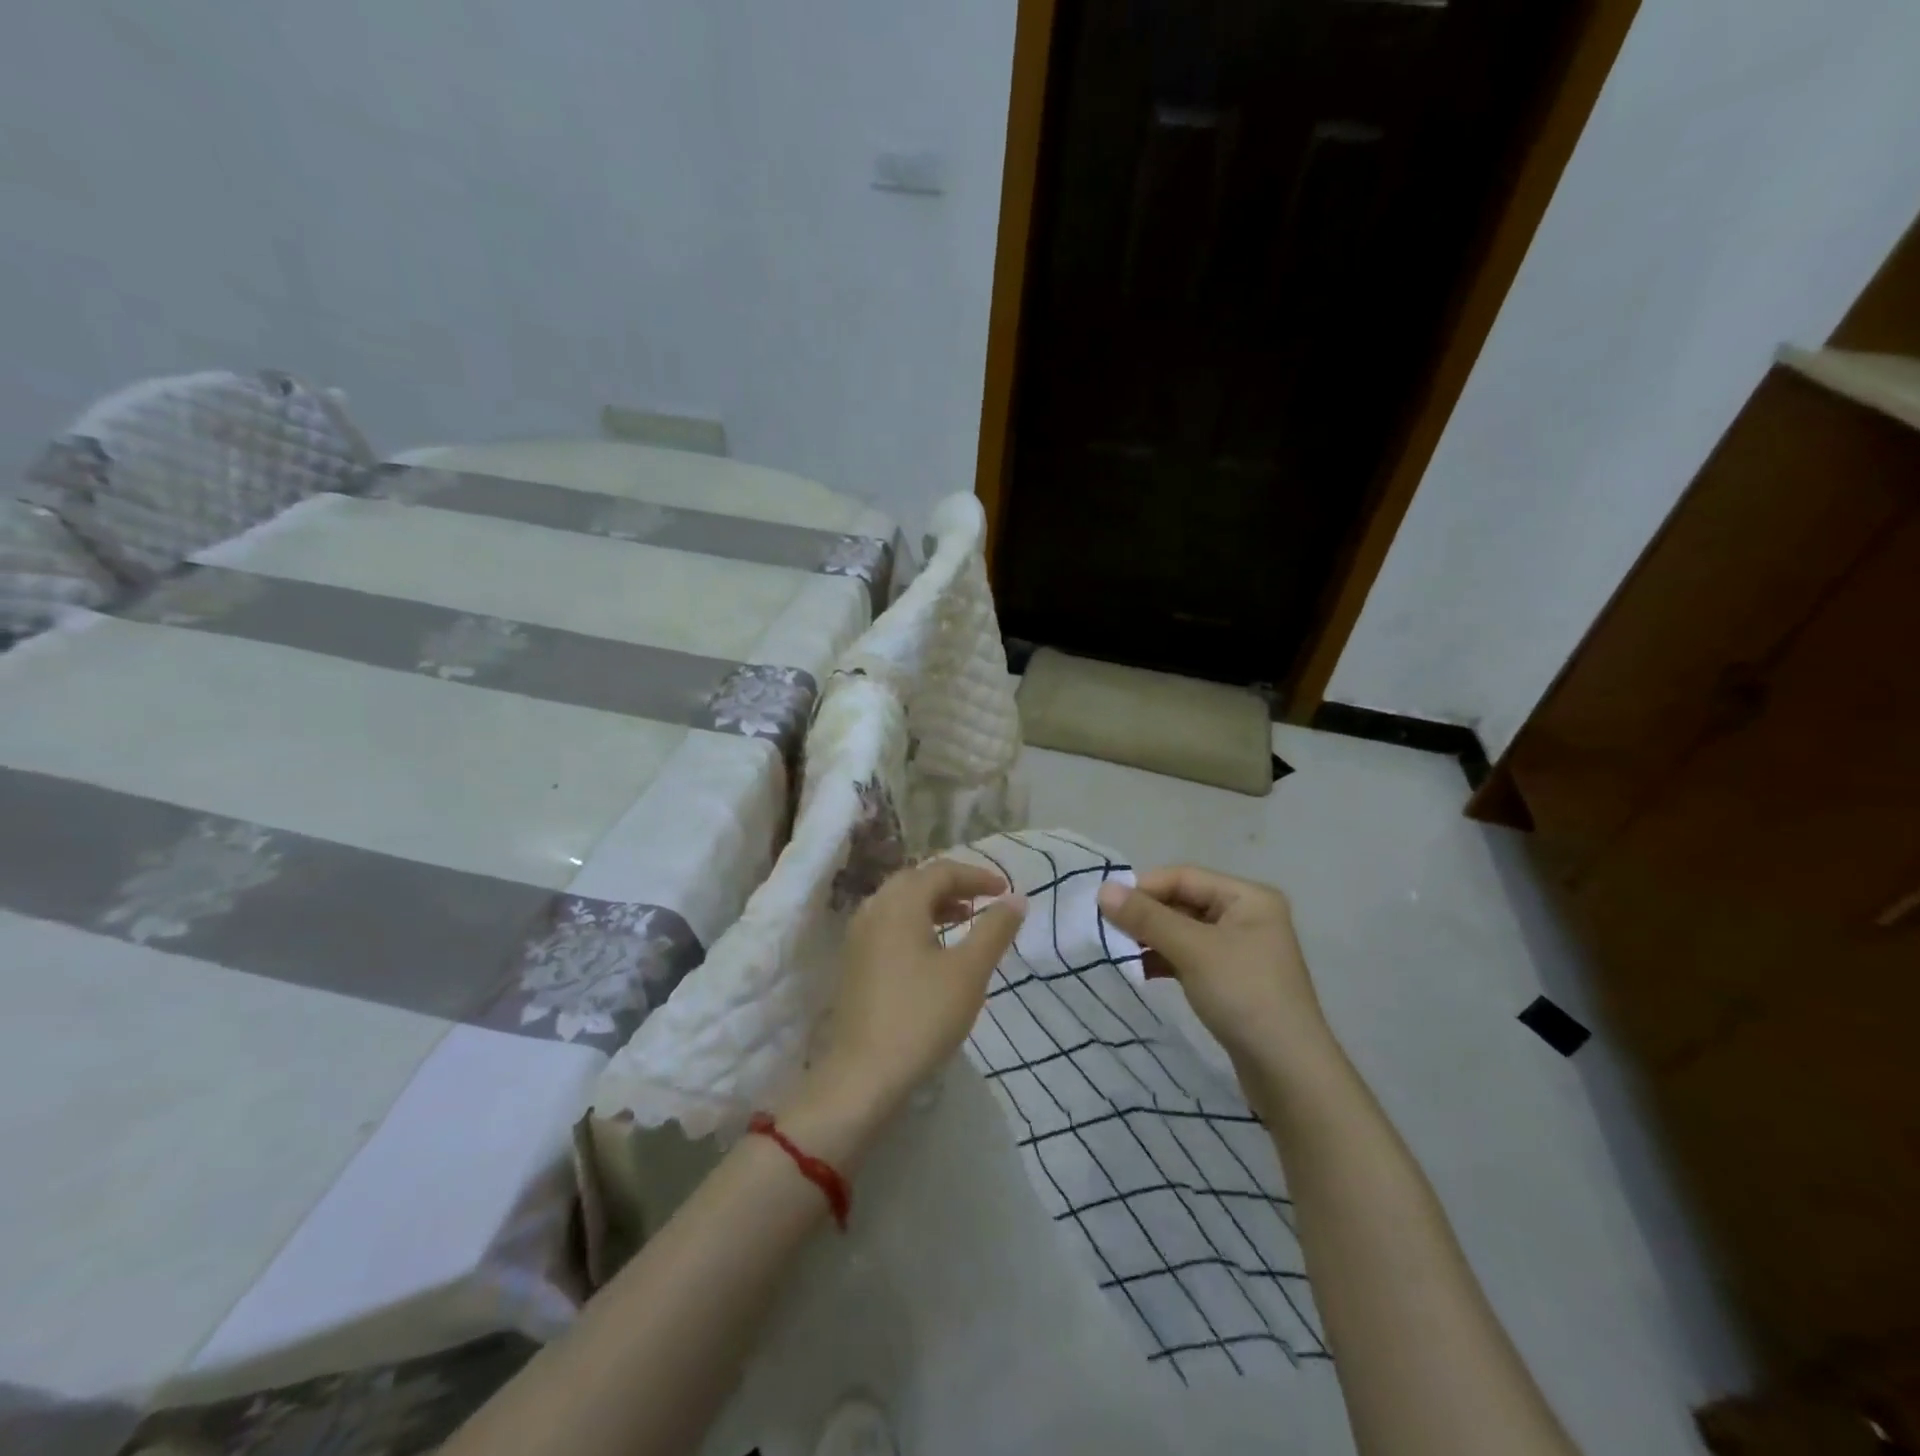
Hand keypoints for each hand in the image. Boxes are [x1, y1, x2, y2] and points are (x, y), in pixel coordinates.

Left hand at [810, 859, 1026, 1124]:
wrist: (863, 1074)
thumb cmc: (922, 1016)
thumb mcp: (969, 971)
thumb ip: (994, 929)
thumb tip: (1017, 899)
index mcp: (899, 903)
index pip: (941, 871)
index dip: (976, 875)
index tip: (1005, 891)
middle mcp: (874, 909)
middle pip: (916, 880)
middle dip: (953, 885)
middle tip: (984, 900)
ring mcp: (858, 936)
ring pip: (900, 902)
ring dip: (934, 903)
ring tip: (964, 920)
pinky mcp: (854, 961)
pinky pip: (888, 924)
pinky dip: (916, 922)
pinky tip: (934, 949)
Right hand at [1096, 866, 1330, 1070]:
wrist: (1289, 1072)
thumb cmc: (1245, 996)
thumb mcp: (1193, 950)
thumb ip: (1147, 918)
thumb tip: (1103, 889)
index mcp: (1248, 897)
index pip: (1184, 877)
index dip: (1144, 888)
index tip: (1106, 908)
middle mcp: (1246, 915)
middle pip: (1183, 901)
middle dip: (1146, 915)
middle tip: (1109, 931)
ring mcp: (1240, 949)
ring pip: (1183, 931)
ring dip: (1151, 939)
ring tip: (1120, 952)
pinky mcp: (1231, 979)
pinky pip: (1189, 956)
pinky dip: (1164, 960)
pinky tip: (1141, 972)